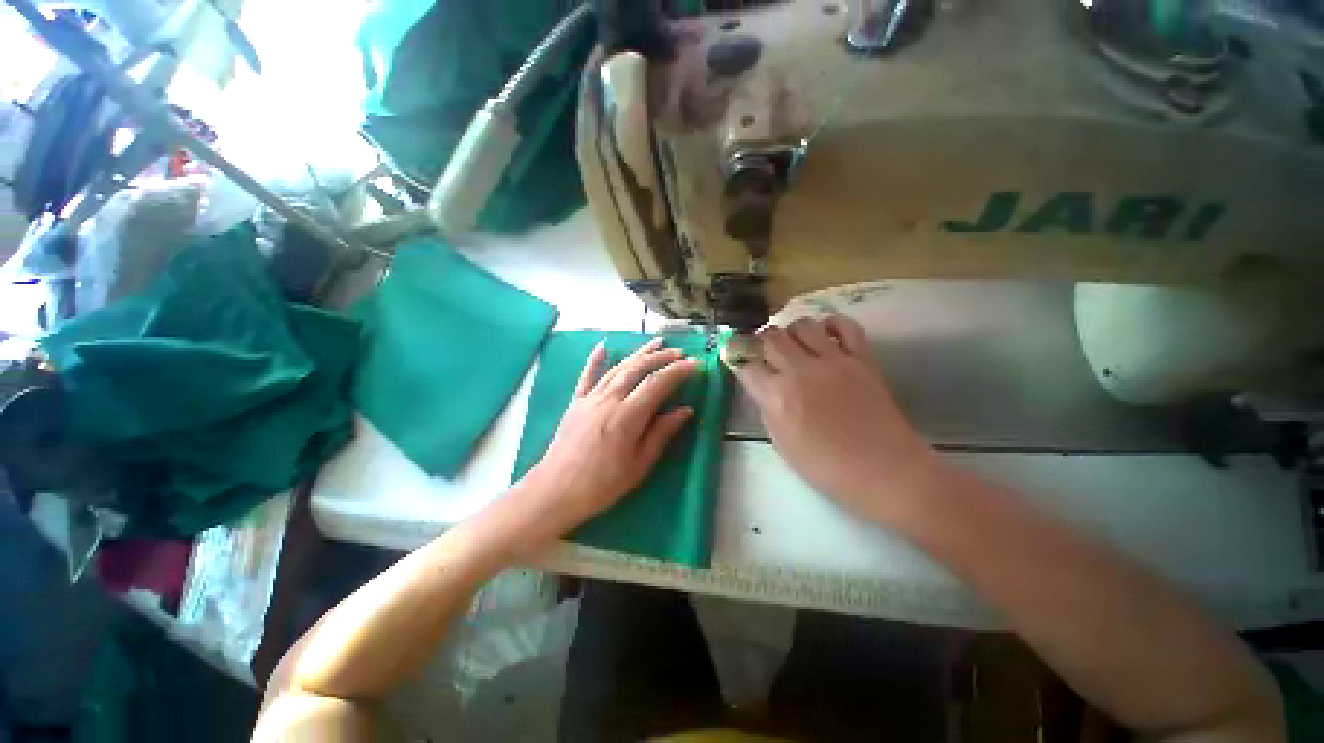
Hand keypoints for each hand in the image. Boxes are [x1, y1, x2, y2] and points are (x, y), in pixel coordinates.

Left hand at [521, 338, 696, 538]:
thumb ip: (662, 433)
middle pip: (638, 369)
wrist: (556, 490)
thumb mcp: (639, 464)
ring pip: (618, 367)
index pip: (657, 384)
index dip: (677, 371)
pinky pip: (587, 375)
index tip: (694, 364)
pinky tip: (604, 346)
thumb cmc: (602, 483)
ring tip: (656, 344)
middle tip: (680, 353)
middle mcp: (609, 399)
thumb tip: (685, 411)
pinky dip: (596, 359)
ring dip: (639, 353)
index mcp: (627, 416)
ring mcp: (590, 398)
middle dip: (661, 357)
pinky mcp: (576, 401)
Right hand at [733, 315, 938, 522]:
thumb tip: (763, 387)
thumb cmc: (828, 468)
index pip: (746, 366)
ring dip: (791, 332)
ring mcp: (834, 361)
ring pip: (802, 325)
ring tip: (794, 345)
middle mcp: (801, 372)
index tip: (739, 362)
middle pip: (770, 338)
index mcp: (777, 398)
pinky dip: (830, 325)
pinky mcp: (862, 359)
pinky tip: (825, 336)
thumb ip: (767, 409)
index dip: (738, 362)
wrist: (886, 472)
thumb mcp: (782, 445)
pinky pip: (845, 326)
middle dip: (760, 342)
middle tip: (764, 352)